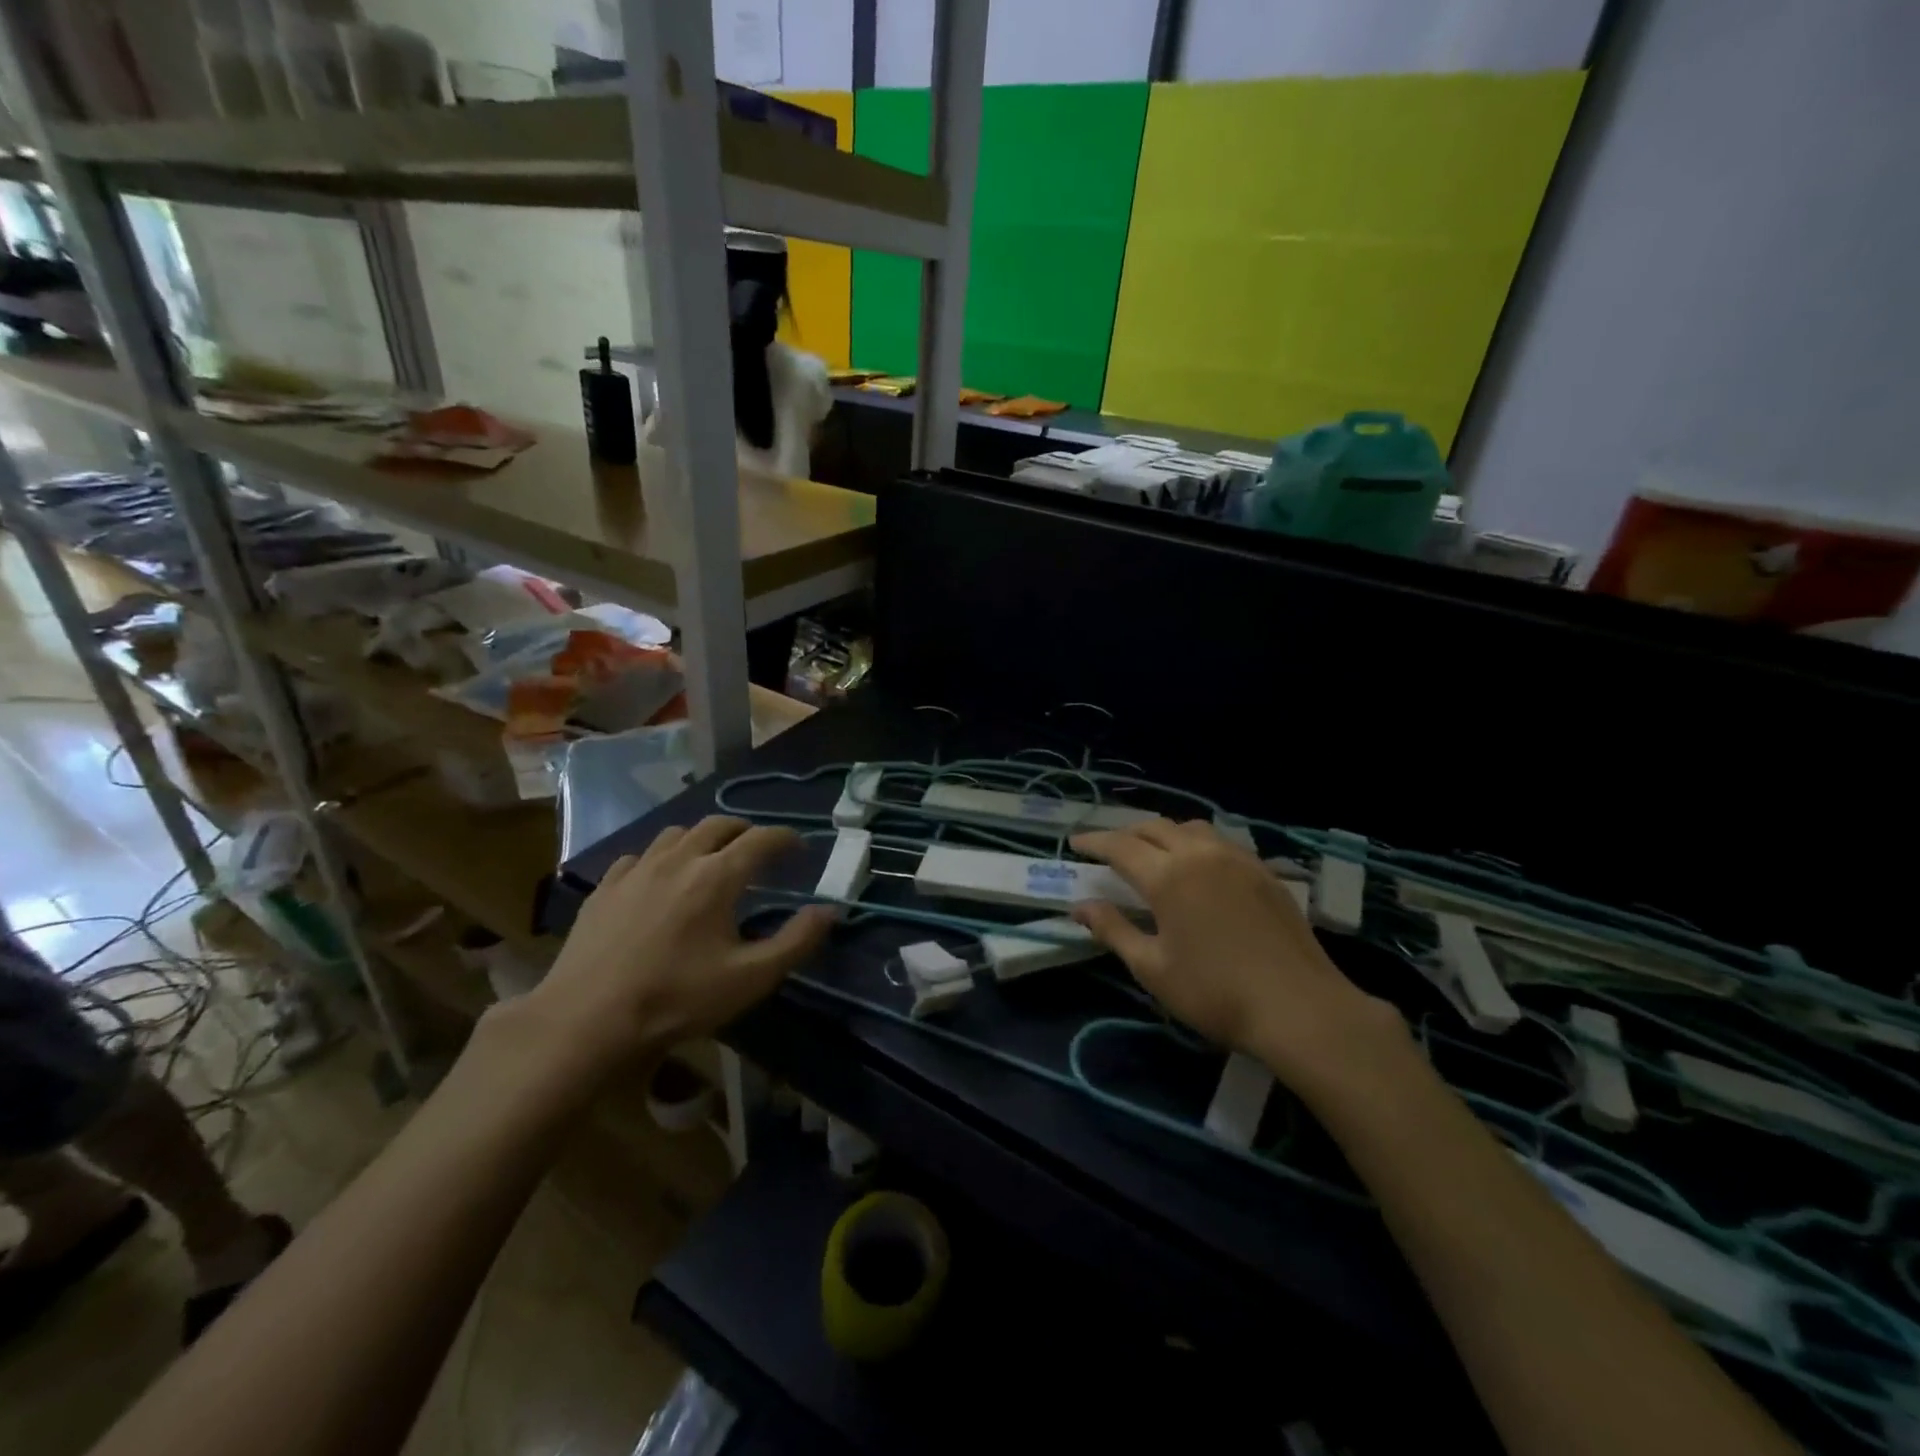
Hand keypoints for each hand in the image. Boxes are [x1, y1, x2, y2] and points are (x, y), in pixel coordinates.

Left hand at [519, 816, 833, 1077]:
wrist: (586, 1019)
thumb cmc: (677, 998)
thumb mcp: (749, 978)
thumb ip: (796, 941)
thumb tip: (829, 910)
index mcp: (717, 876)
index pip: (761, 839)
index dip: (785, 838)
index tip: (799, 847)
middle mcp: (678, 859)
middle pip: (718, 824)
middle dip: (745, 830)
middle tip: (759, 849)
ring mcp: (636, 869)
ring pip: (677, 833)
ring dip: (702, 837)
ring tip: (711, 857)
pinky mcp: (605, 888)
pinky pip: (640, 856)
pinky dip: (661, 858)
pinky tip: (659, 879)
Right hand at [1070, 819, 1398, 1084]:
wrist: (1300, 1008)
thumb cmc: (1215, 993)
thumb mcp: (1152, 968)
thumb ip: (1113, 930)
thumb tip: (1080, 907)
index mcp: (1168, 876)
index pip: (1120, 846)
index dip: (1094, 842)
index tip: (1075, 843)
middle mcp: (1200, 854)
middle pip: (1154, 828)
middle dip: (1126, 834)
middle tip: (1108, 849)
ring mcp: (1237, 859)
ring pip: (1190, 828)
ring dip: (1163, 833)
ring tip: (1152, 852)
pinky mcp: (1263, 871)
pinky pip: (1220, 841)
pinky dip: (1195, 843)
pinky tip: (1198, 866)